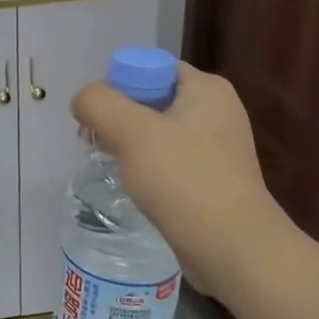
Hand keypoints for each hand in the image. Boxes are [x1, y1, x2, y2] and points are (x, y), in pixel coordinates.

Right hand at [70, 63, 283, 298]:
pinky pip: (170, 160)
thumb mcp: (133, 132)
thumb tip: (83, 100)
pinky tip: (136, 187)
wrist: (234, 250)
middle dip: (118, 118)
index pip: (150, 68)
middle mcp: (217, 111)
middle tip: (94, 142)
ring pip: (157, 132)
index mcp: (207, 89)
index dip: (118, 87)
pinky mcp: (213, 179)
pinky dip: (148, 168)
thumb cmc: (185, 181)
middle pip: (151, 98)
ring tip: (112, 166)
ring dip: (129, 145)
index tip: (99, 119)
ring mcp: (217, 147)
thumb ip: (99, 104)